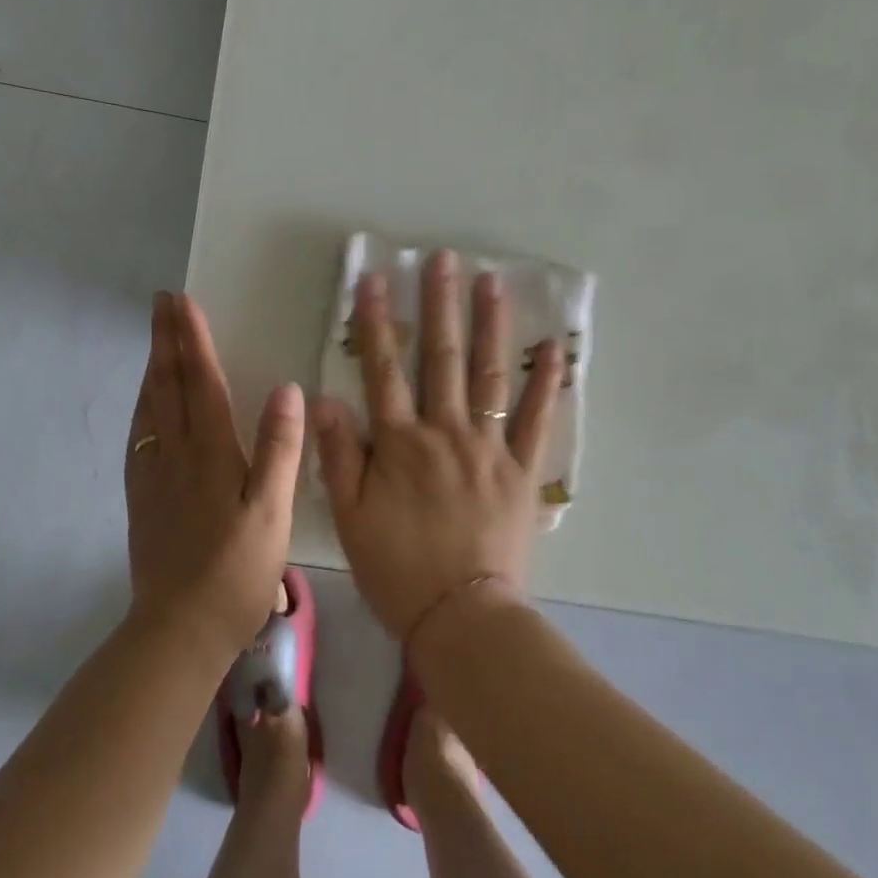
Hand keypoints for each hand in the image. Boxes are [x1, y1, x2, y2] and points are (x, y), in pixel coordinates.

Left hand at [125, 292, 304, 656]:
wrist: (179, 629)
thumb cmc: (236, 572)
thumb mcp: (272, 512)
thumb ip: (279, 450)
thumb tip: (286, 389)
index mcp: (211, 453)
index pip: (200, 382)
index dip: (192, 339)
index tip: (182, 301)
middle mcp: (176, 454)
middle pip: (168, 385)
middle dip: (165, 339)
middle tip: (160, 302)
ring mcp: (153, 476)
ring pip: (149, 407)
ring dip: (152, 366)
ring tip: (154, 339)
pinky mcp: (142, 498)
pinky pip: (139, 437)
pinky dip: (142, 407)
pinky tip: (144, 406)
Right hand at [311, 251, 561, 640]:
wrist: (462, 618)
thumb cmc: (396, 569)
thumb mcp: (348, 516)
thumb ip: (337, 454)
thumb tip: (323, 397)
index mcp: (399, 443)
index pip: (383, 368)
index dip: (376, 322)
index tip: (375, 279)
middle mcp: (445, 432)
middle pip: (442, 358)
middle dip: (440, 305)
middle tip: (444, 259)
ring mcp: (489, 448)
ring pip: (489, 375)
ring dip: (490, 325)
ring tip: (492, 282)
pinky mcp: (521, 471)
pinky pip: (536, 420)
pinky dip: (546, 383)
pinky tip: (554, 347)